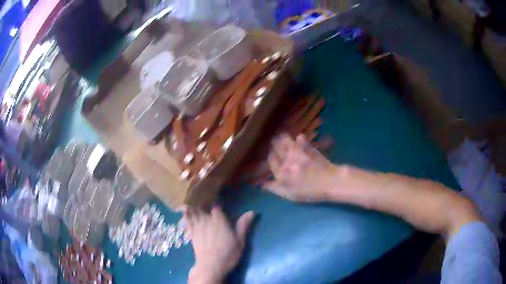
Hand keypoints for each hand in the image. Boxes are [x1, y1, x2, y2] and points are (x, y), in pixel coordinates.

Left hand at [185, 207, 254, 283]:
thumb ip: (243, 225)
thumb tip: (252, 212)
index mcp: (220, 220)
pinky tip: (182, 210)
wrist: (211, 266)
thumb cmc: (228, 253)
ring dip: (193, 206)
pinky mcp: (192, 233)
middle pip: (203, 208)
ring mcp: (197, 226)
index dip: (217, 205)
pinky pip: (187, 221)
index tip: (218, 201)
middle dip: (203, 203)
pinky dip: (185, 215)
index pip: (217, 207)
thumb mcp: (240, 241)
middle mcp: (207, 220)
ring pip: (194, 212)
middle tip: (202, 198)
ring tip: (190, 200)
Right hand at [264, 133, 338, 201]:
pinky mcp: (308, 147)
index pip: (271, 161)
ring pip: (284, 139)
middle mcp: (286, 161)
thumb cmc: (311, 192)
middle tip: (275, 144)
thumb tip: (262, 184)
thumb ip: (275, 189)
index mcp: (281, 174)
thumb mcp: (291, 196)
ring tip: (283, 138)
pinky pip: (300, 138)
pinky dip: (299, 138)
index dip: (270, 157)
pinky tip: (299, 139)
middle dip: (273, 145)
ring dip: (282, 138)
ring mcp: (297, 152)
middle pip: (275, 147)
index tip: (272, 156)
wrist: (330, 182)